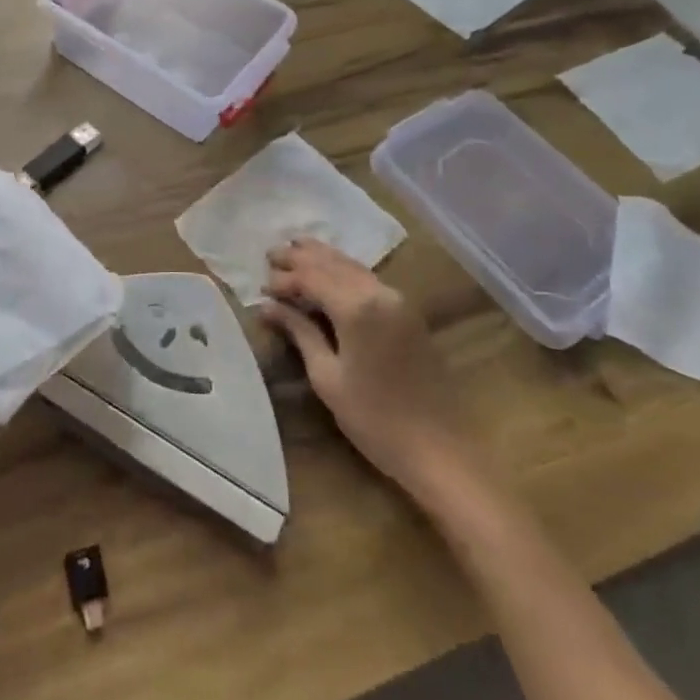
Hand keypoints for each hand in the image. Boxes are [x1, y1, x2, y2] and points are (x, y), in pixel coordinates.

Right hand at [258, 238, 456, 490]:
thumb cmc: (374, 419)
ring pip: (353, 266)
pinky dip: (343, 269)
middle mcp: (379, 292)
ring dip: (323, 258)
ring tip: (295, 250)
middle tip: (271, 254)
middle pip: (333, 263)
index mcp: (357, 307)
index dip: (285, 279)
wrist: (438, 449)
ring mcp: (398, 299)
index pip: (312, 278)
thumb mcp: (327, 377)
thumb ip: (300, 333)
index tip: (261, 286)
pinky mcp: (407, 312)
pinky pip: (368, 278)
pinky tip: (329, 272)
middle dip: (301, 257)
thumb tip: (268, 307)